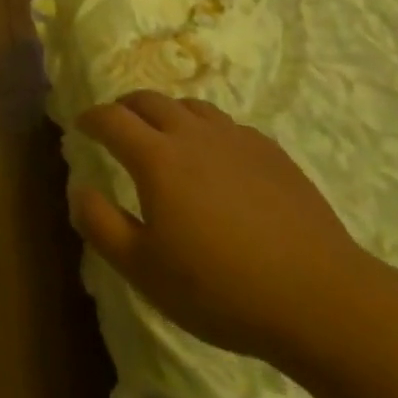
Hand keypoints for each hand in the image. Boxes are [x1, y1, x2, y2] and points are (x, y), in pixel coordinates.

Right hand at [70, 90, 379, 369]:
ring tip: (163, 134)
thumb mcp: (144, 270)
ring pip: (191, 106)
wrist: (318, 297)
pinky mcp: (271, 152)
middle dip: (125, 107)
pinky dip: (206, 130)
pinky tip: (215, 157)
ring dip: (167, 112)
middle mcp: (193, 134)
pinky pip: (227, 126)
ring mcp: (236, 139)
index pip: (112, 119)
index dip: (91, 118)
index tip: (81, 125)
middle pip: (150, 100)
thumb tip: (78, 190)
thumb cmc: (220, 288)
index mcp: (156, 157)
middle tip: (117, 124)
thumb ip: (101, 226)